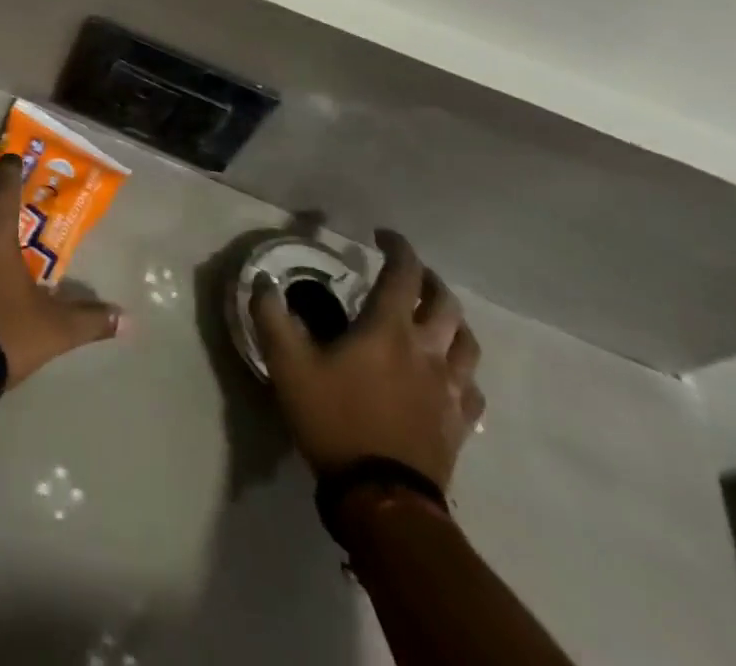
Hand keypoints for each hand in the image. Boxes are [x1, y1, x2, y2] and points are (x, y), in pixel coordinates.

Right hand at [250, 230, 484, 490]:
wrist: (382, 499)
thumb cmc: (334, 420)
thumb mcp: (287, 365)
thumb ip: (271, 317)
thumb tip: (264, 281)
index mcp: (388, 328)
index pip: (403, 273)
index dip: (397, 246)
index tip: (382, 235)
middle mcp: (426, 350)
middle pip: (445, 302)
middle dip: (428, 279)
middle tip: (408, 274)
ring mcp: (449, 388)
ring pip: (467, 342)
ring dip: (452, 320)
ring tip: (434, 317)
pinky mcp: (458, 423)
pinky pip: (471, 386)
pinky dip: (461, 368)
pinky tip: (447, 374)